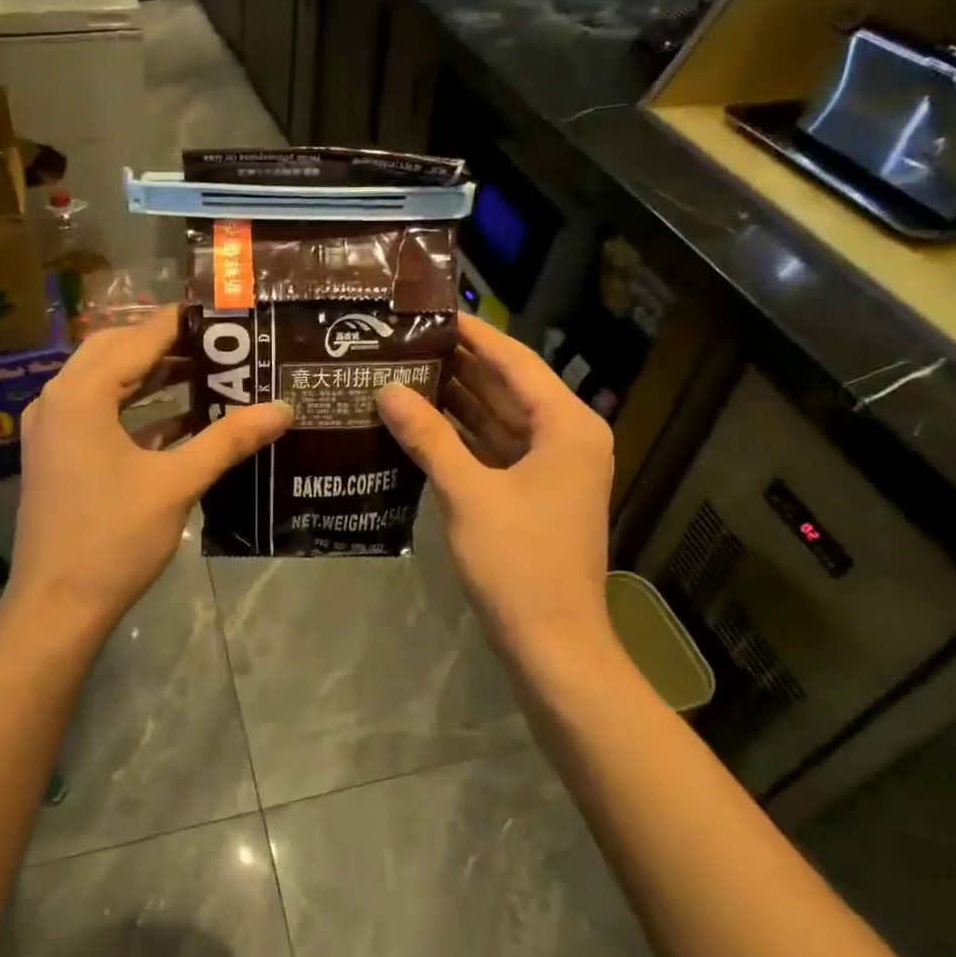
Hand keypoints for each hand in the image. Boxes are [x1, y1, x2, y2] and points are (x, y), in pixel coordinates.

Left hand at [1, 306, 291, 643]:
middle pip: (117, 352)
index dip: (183, 323)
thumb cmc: (113, 539)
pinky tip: (182, 419)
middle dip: (168, 346)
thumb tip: (283, 409)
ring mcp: (53, 428)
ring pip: (107, 382)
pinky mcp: (58, 454)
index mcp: (80, 394)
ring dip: (153, 376)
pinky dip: (137, 409)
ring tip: (210, 373)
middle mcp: (58, 399)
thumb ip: (229, 440)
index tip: (227, 315)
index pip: (138, 338)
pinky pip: (100, 413)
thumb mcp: (176, 484)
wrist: (56, 607)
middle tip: (222, 344)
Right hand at [377, 313, 619, 678]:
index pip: (516, 362)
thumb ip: (428, 437)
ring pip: (500, 420)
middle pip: (508, 388)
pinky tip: (422, 422)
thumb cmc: (518, 562)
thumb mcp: (467, 493)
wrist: (552, 643)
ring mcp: (552, 468)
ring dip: (458, 400)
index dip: (474, 335)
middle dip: (460, 366)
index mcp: (567, 427)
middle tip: (407, 342)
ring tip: (405, 372)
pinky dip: (463, 436)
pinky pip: (496, 449)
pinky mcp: (534, 494)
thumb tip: (388, 390)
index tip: (433, 312)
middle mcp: (567, 438)